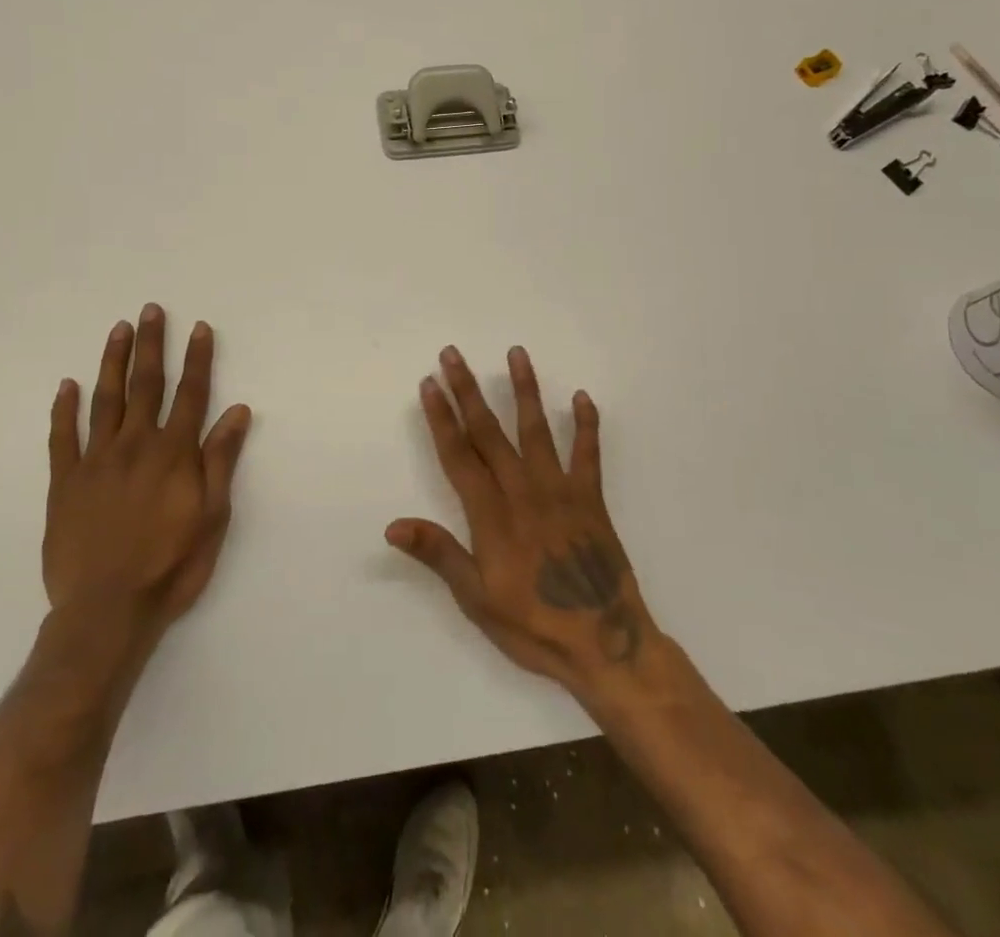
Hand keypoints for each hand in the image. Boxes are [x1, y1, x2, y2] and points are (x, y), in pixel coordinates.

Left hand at [37, 305, 252, 695]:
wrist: (107, 610)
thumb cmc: (171, 565)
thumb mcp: (212, 517)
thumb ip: (221, 460)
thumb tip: (237, 411)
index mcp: (174, 453)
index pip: (190, 394)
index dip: (197, 359)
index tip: (199, 328)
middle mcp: (136, 445)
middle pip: (146, 384)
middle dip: (151, 345)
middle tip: (151, 310)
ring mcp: (96, 460)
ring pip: (105, 399)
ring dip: (113, 361)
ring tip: (118, 329)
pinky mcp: (65, 482)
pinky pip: (63, 437)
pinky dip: (65, 409)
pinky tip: (67, 385)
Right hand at [386, 346, 655, 702]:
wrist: (605, 645)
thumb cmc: (533, 625)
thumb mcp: (476, 599)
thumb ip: (439, 554)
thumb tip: (393, 524)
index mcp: (491, 515)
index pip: (459, 455)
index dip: (442, 417)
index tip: (429, 383)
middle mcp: (523, 491)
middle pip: (489, 432)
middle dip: (468, 391)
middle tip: (452, 355)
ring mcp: (560, 490)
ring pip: (536, 430)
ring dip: (524, 390)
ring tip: (517, 353)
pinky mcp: (591, 499)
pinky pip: (588, 453)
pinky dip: (586, 424)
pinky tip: (581, 396)